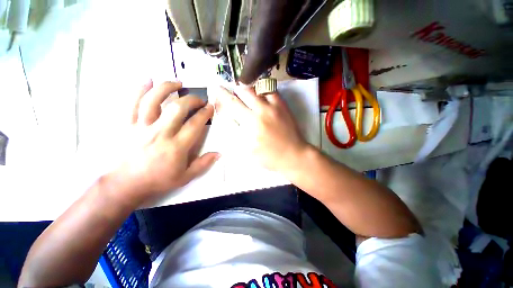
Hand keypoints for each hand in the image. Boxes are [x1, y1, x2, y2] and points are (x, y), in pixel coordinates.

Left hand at [110, 80, 217, 205]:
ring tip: (177, 83)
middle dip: (191, 100)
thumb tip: (219, 153)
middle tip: (199, 99)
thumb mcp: (185, 177)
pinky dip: (139, 89)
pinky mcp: (127, 125)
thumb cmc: (158, 180)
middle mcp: (160, 133)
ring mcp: (141, 127)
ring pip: (154, 101)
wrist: (125, 184)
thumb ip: (203, 164)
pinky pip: (132, 103)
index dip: (204, 113)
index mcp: (176, 147)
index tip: (210, 107)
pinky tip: (148, 80)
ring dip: (167, 88)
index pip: (194, 125)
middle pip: (177, 109)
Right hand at [214, 85, 308, 172]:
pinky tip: (260, 95)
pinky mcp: (283, 106)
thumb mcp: (248, 150)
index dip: (222, 95)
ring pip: (258, 87)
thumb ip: (238, 132)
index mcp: (251, 123)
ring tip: (246, 93)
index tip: (217, 88)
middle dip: (234, 89)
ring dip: (248, 88)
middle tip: (232, 91)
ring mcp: (274, 106)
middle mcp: (261, 110)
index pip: (232, 104)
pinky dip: (263, 90)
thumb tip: (232, 117)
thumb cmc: (269, 156)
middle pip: (244, 91)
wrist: (293, 155)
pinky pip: (272, 90)